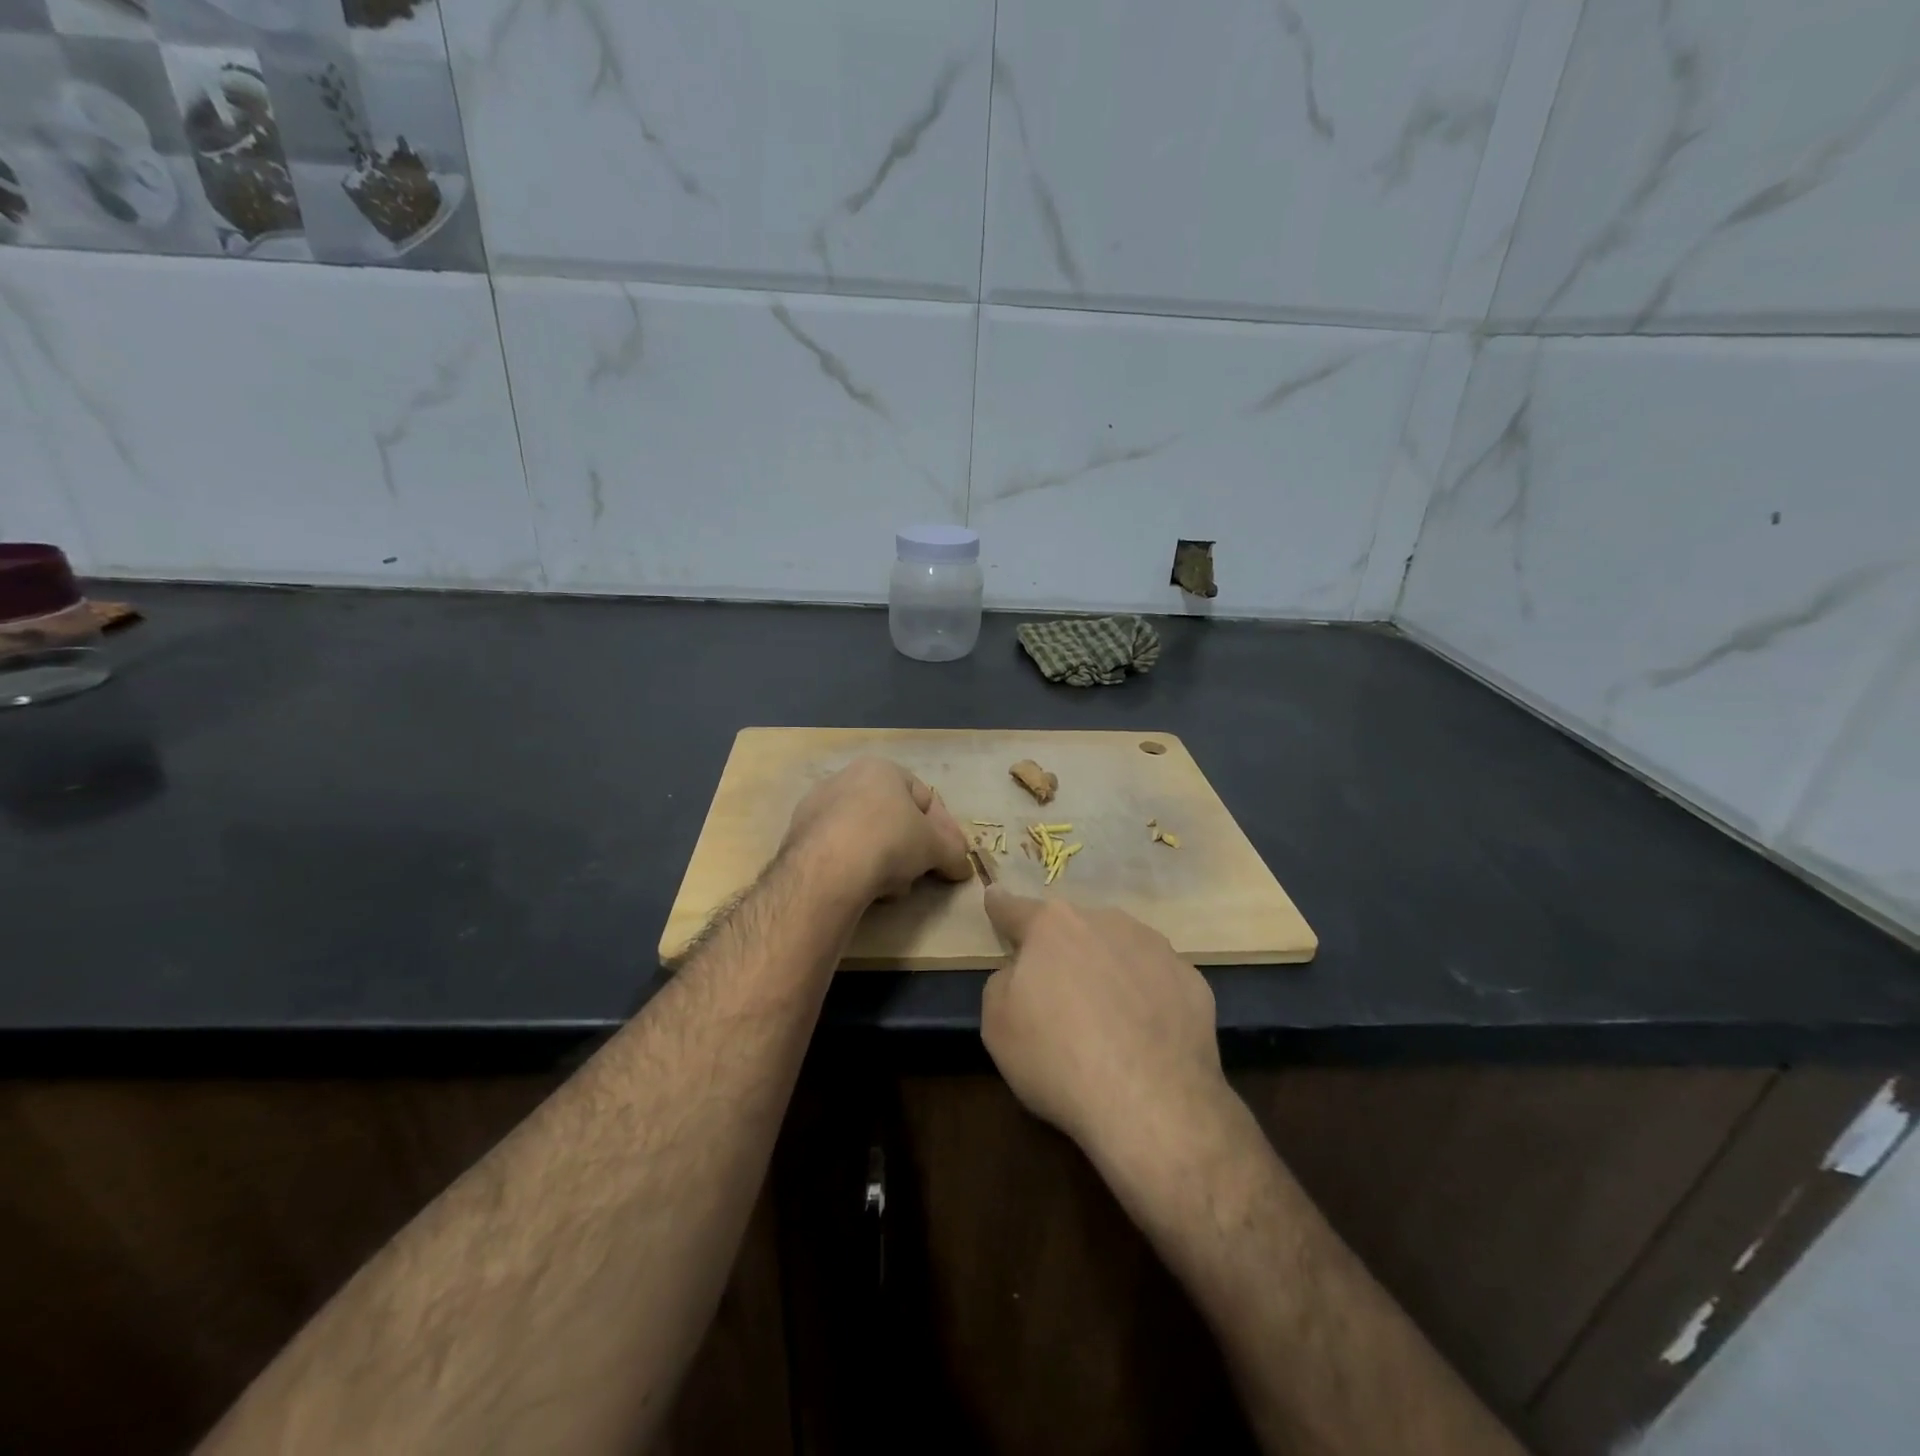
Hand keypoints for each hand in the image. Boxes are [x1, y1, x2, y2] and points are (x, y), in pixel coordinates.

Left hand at [782, 757, 971, 904]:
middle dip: (911, 847)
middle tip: (921, 873)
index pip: (924, 797)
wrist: (827, 869)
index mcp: (881, 769)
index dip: (944, 830)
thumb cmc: (889, 841)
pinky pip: (839, 851)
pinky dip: (855, 867)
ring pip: (865, 836)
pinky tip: (862, 889)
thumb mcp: (935, 847)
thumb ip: (953, 853)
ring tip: (891, 888)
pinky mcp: (797, 836)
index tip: (952, 857)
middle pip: (892, 817)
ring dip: (883, 860)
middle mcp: (845, 778)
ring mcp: (817, 806)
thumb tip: (963, 867)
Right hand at [981, 890, 1225, 1165]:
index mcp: (1052, 926)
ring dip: (1107, 970)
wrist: (1152, 1102)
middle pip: (1073, 930)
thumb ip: (1004, 982)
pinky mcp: (1191, 979)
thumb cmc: (1058, 1058)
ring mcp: (1155, 947)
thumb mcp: (998, 1024)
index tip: (994, 894)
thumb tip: (1022, 972)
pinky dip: (1146, 998)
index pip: (1015, 909)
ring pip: (1119, 950)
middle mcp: (1105, 921)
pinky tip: (1145, 1037)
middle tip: (1059, 998)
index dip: (1000, 906)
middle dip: (1062, 952)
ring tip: (1108, 1022)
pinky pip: (1156, 981)